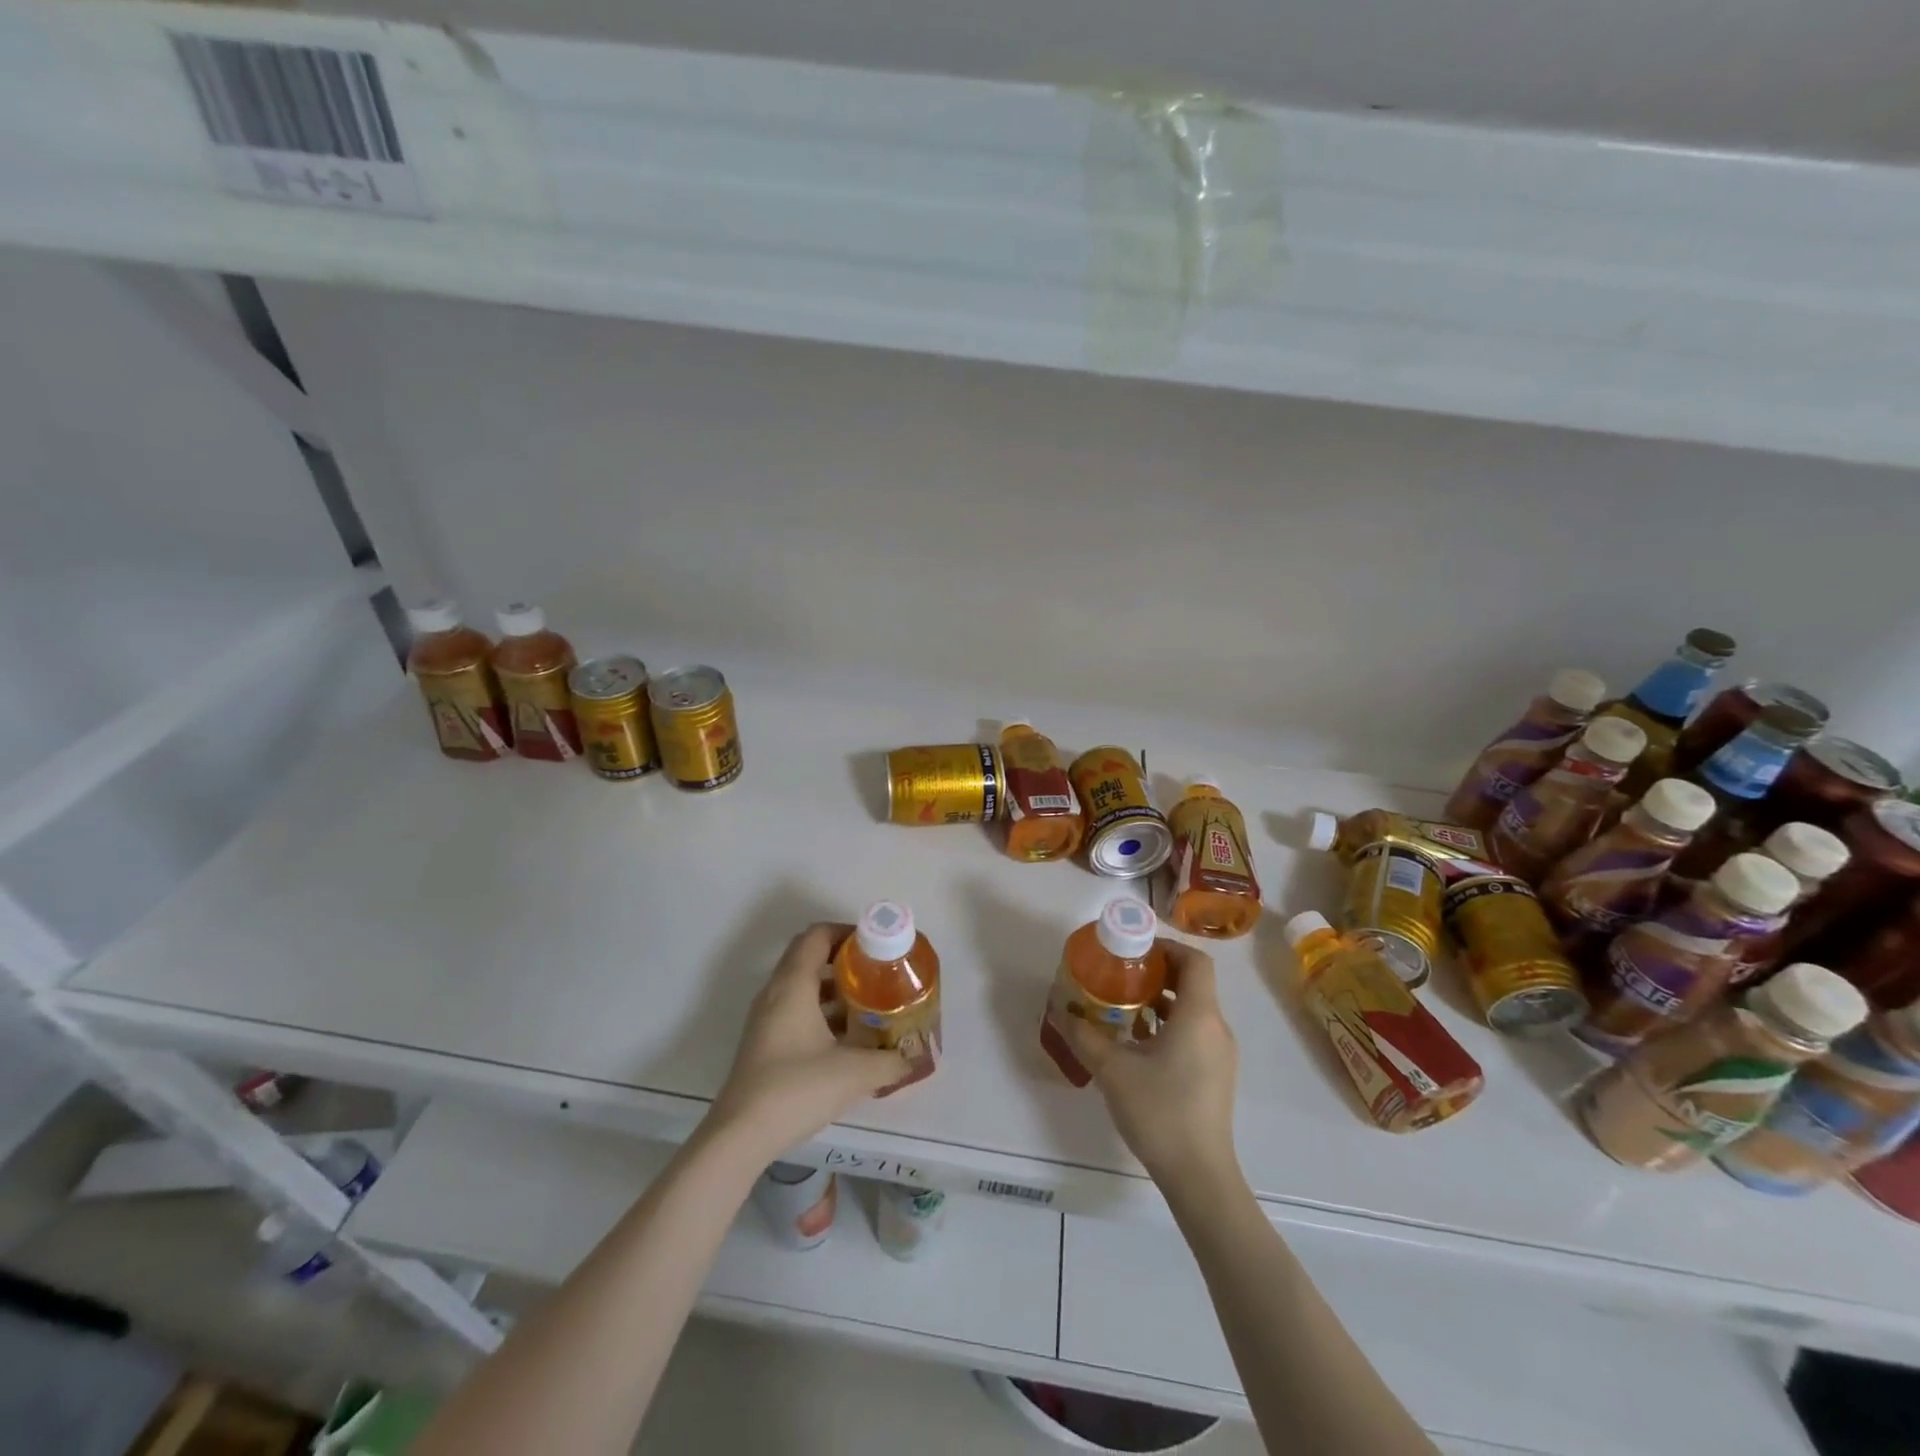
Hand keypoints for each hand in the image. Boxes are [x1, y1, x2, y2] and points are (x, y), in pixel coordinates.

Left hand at [706, 924, 909, 1162]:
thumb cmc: (796, 1089)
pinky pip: (796, 1009)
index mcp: (793, 984)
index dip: (848, 932)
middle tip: (878, 971)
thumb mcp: (853, 1073)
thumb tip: (913, 1058)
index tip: (876, 945)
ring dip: (834, 987)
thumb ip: (889, 1061)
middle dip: (845, 959)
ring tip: (869, 1002)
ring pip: (802, 985)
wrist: (739, 1136)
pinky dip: (821, 1011)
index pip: (818, 935)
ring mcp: (766, 1018)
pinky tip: (846, 1038)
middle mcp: (775, 992)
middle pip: (809, 956)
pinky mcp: (764, 1042)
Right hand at [1062, 942, 1239, 1186]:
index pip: (1195, 961)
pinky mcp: (1216, 1075)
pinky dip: (1169, 1026)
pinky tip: (1138, 1044)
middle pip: (1193, 983)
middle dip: (1157, 973)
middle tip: (1121, 975)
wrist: (1199, 1176)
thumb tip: (1060, 1009)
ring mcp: (1220, 1054)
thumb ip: (1084, 1035)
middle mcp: (1216, 1028)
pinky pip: (1195, 1033)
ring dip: (1161, 1001)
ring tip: (1123, 1008)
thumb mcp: (1113, 1069)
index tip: (1135, 951)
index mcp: (1199, 1015)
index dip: (1167, 947)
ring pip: (1193, 1010)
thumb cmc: (1160, 1111)